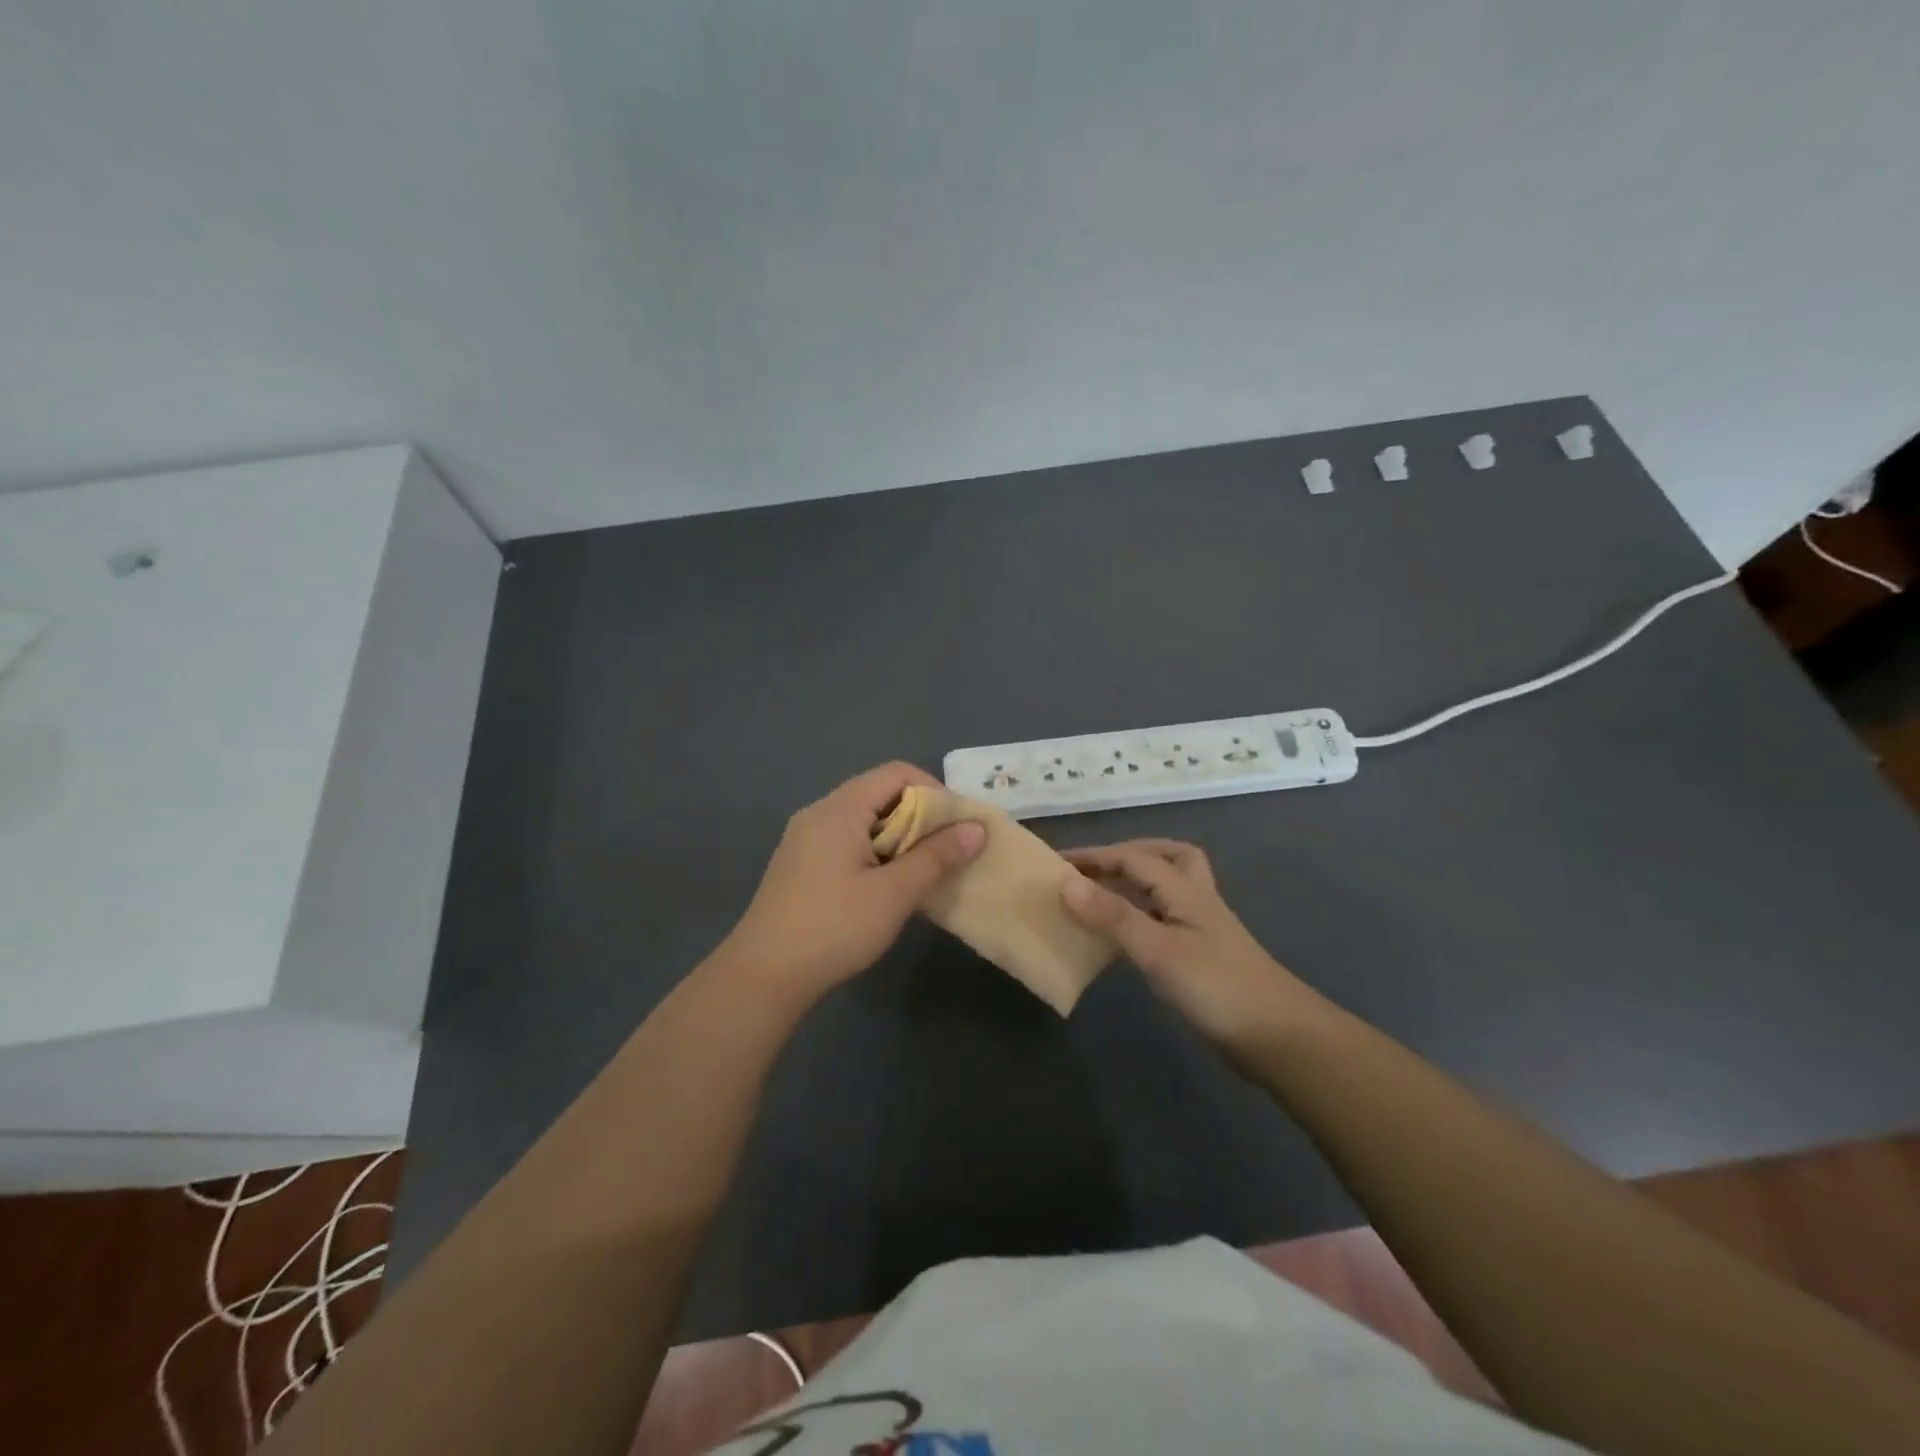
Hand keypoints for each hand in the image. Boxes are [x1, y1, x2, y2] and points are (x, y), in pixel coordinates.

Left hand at [720, 762, 985, 1002]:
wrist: (763, 976)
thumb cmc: (834, 928)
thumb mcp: (894, 894)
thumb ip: (937, 857)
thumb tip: (976, 829)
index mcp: (840, 809)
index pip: (896, 773)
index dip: (933, 790)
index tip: (955, 826)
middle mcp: (819, 813)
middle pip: (878, 793)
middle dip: (918, 816)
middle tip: (945, 851)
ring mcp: (804, 839)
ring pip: (863, 820)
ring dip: (898, 838)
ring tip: (920, 871)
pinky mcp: (799, 865)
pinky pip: (846, 841)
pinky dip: (874, 852)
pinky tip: (884, 887)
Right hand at [1061, 839, 1313, 1058]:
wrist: (1279, 1038)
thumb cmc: (1216, 987)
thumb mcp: (1158, 950)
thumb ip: (1113, 916)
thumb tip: (1067, 883)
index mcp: (1185, 889)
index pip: (1133, 857)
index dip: (1094, 856)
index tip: (1056, 862)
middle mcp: (1195, 900)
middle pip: (1166, 858)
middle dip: (1128, 855)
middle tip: (1092, 870)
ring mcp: (1202, 929)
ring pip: (1168, 889)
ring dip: (1137, 884)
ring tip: (1102, 897)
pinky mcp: (1202, 957)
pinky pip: (1164, 920)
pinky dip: (1142, 917)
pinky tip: (1124, 939)